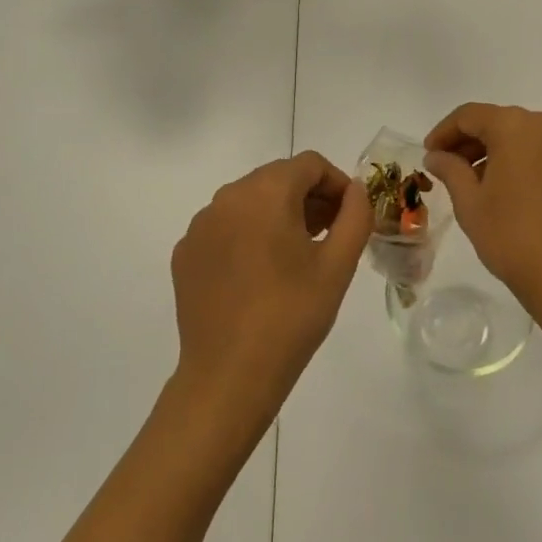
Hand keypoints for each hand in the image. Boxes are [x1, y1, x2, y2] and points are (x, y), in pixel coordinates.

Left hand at [169, 151, 369, 434]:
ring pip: (250, 201)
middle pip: (278, 178)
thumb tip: (356, 191)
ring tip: (298, 255)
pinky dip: (248, 235)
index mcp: (266, 192)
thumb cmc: (291, 316)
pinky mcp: (185, 252)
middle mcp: (228, 196)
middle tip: (330, 234)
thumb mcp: (338, 265)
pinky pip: (225, 227)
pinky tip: (260, 274)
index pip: (309, 164)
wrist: (228, 377)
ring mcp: (201, 224)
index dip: (337, 183)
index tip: (350, 215)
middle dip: (308, 197)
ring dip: (278, 214)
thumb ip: (355, 216)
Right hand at [424, 103, 541, 329]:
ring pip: (523, 137)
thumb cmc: (515, 239)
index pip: (469, 116)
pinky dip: (522, 162)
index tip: (429, 154)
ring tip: (476, 184)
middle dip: (470, 143)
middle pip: (498, 122)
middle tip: (447, 169)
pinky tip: (509, 191)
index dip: (444, 132)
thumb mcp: (471, 204)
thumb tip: (437, 155)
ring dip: (496, 153)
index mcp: (516, 126)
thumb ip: (450, 170)